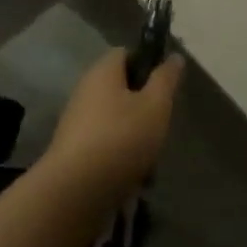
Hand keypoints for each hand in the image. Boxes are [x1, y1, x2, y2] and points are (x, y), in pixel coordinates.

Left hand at [43, 49, 183, 215]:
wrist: (74, 193)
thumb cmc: (121, 138)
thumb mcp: (156, 104)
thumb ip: (166, 78)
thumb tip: (174, 57)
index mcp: (103, 72)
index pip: (126, 54)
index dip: (148, 63)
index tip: (165, 85)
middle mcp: (85, 92)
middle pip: (122, 90)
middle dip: (144, 106)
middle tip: (161, 123)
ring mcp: (75, 123)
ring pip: (116, 121)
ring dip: (135, 136)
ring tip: (150, 158)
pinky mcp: (73, 153)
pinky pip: (105, 145)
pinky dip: (121, 156)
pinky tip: (134, 176)